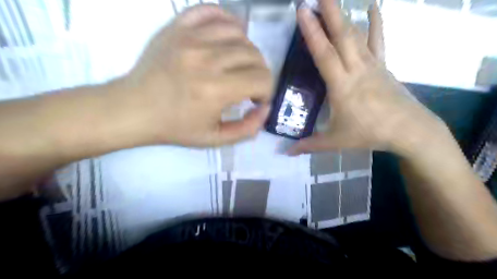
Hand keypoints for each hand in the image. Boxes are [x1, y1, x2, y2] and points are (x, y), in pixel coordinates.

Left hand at [118, 4, 271, 146]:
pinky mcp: (177, 28)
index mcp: (216, 90)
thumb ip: (247, 129)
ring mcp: (190, 38)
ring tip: (239, 65)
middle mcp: (207, 59)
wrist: (134, 109)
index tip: (256, 99)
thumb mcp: (215, 140)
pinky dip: (228, 21)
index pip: (262, 79)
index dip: (266, 91)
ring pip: (239, 33)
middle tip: (249, 85)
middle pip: (254, 56)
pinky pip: (212, 11)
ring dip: (247, 52)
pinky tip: (229, 37)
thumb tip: (265, 108)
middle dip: (260, 73)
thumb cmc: (175, 127)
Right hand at [288, 0, 446, 155]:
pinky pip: (378, 40)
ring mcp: (372, 65)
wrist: (408, 130)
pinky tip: (373, 6)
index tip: (303, 11)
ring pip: (357, 35)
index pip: (324, 54)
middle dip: (329, 12)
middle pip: (342, 36)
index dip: (312, 33)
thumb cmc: (368, 134)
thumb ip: (309, 145)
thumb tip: (286, 152)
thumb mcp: (335, 142)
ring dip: (344, 15)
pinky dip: (375, 22)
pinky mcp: (383, 65)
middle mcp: (356, 69)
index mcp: (341, 86)